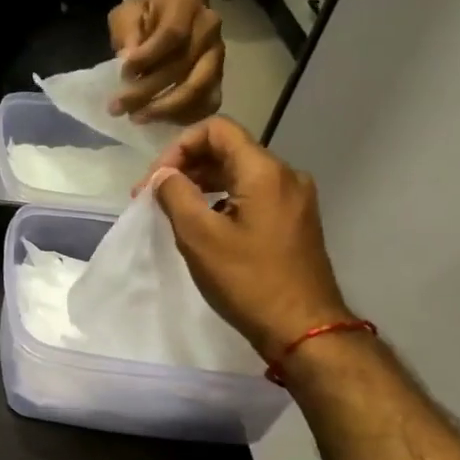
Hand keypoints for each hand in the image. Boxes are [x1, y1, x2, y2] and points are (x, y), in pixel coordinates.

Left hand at [108, 0, 223, 122]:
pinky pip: (207, 103)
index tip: (123, 74)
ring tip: (137, 118)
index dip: (147, 57)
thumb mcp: (128, 13)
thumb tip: (127, 58)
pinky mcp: (219, 76)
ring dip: (166, 110)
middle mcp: (209, 31)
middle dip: (147, 92)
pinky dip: (184, 116)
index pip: (172, 34)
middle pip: (183, 68)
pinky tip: (160, 121)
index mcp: (186, 7)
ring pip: (198, 90)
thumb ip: (127, 33)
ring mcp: (217, 56)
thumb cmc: (146, 12)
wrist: (176, 7)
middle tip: (118, 108)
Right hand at [141, 117, 352, 358]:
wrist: (305, 330)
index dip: (178, 147)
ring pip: (241, 172)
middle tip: (154, 196)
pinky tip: (206, 226)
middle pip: (229, 148)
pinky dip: (224, 199)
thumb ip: (175, 195)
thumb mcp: (199, 236)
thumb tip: (163, 175)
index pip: (216, 129)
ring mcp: (295, 199)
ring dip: (203, 183)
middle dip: (187, 166)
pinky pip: (253, 194)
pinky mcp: (295, 221)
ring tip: (175, 210)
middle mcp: (286, 175)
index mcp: (264, 171)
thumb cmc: (248, 281)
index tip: (155, 180)